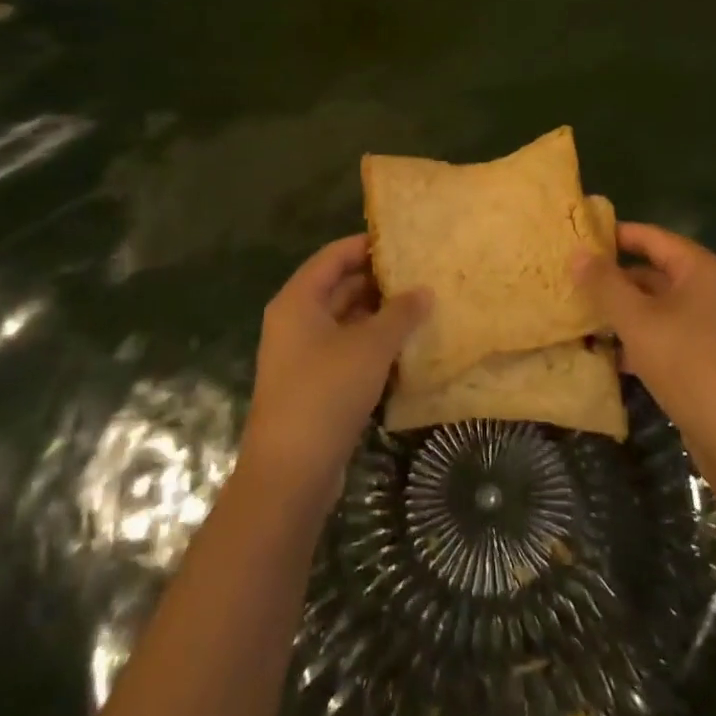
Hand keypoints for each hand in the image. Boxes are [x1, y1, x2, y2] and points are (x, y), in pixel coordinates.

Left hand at [243, 234, 429, 506]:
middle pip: (339, 287)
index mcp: (298, 301)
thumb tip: (424, 290)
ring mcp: (302, 355)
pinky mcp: (313, 385)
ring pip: (345, 321)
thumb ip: (400, 314)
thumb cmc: (326, 393)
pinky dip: (373, 344)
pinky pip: (346, 350)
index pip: (334, 256)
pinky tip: (406, 346)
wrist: (290, 473)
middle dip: (379, 281)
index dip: (367, 245)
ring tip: (422, 306)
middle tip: (422, 274)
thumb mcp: (370, 347)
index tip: (404, 242)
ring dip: (379, 315)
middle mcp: (295, 321)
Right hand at [574, 223, 715, 447]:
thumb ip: (605, 284)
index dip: (614, 235)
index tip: (577, 237)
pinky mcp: (706, 356)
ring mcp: (709, 324)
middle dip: (613, 278)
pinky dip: (637, 338)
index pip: (650, 236)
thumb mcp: (638, 321)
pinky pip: (664, 333)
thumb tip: (578, 253)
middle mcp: (708, 289)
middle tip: (570, 279)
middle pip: (653, 270)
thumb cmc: (688, 364)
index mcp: (699, 269)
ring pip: (656, 305)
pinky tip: (605, 353)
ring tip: (579, 314)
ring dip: (621, 311)